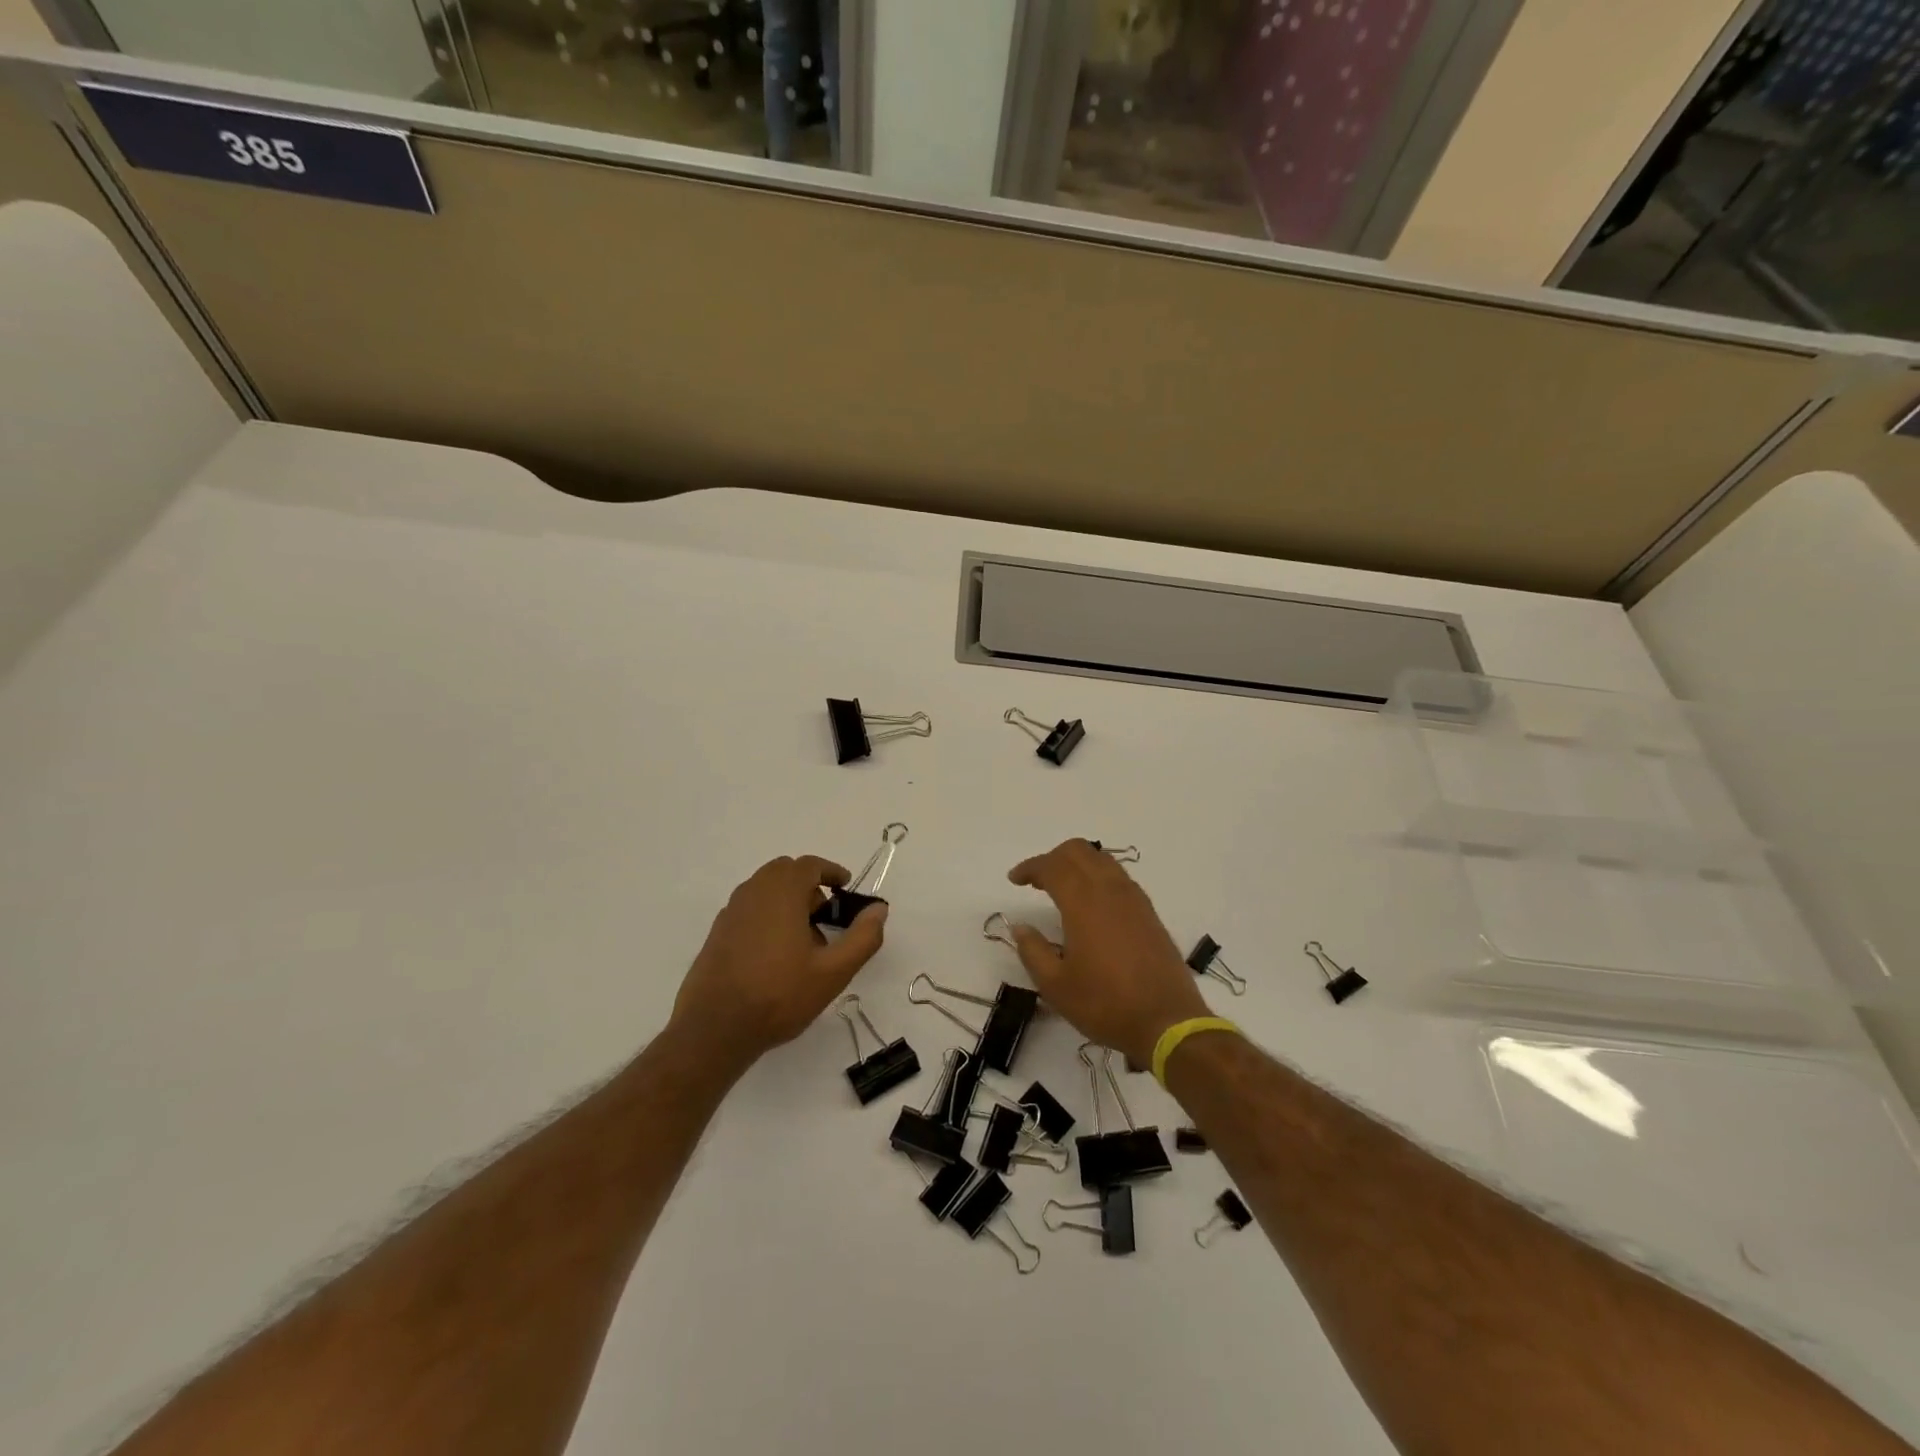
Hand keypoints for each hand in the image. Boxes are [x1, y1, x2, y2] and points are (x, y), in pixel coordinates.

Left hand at [671, 856, 887, 1070]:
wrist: (715, 1029)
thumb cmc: (779, 995)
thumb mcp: (834, 971)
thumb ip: (863, 937)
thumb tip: (879, 909)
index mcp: (782, 892)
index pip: (809, 865)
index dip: (831, 872)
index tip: (845, 888)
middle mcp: (753, 892)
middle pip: (785, 873)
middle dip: (809, 886)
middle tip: (826, 916)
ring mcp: (731, 912)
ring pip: (765, 890)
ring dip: (788, 901)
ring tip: (804, 940)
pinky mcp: (717, 932)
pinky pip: (749, 909)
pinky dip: (768, 915)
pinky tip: (776, 954)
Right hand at [1006, 839, 1210, 1068]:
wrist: (1167, 1022)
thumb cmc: (1105, 1004)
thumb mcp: (1056, 986)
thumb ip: (1033, 951)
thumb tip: (1021, 928)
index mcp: (1084, 902)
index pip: (1052, 866)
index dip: (1030, 867)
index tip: (1014, 879)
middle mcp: (1110, 890)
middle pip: (1079, 851)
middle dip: (1053, 858)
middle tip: (1037, 881)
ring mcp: (1134, 899)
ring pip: (1102, 860)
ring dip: (1077, 864)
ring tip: (1062, 888)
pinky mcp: (1149, 912)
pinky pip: (1119, 877)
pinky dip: (1098, 876)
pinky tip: (1092, 904)